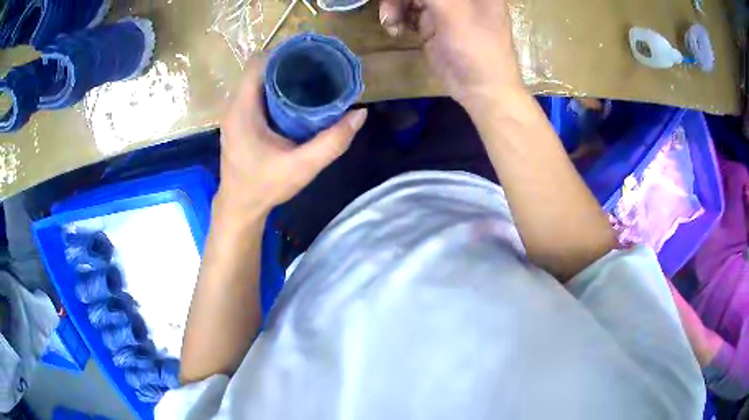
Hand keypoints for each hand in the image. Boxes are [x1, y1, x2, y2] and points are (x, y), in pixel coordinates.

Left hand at [217, 56, 367, 218]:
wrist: (240, 207)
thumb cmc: (265, 187)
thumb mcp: (302, 167)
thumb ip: (332, 142)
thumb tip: (360, 114)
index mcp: (242, 109)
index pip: (258, 63)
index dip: (284, 54)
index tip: (310, 58)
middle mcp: (234, 105)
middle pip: (260, 69)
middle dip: (288, 63)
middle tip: (317, 68)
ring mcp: (235, 112)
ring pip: (258, 80)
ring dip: (282, 76)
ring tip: (311, 79)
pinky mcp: (239, 120)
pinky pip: (257, 93)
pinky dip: (276, 89)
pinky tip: (296, 98)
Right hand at [379, 0, 522, 109]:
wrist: (481, 90)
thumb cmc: (476, 49)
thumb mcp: (453, 12)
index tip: (403, 1)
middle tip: (389, 10)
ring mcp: (444, 8)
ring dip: (394, 5)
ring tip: (390, 21)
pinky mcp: (431, 23)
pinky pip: (407, 11)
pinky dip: (397, 17)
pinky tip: (395, 29)